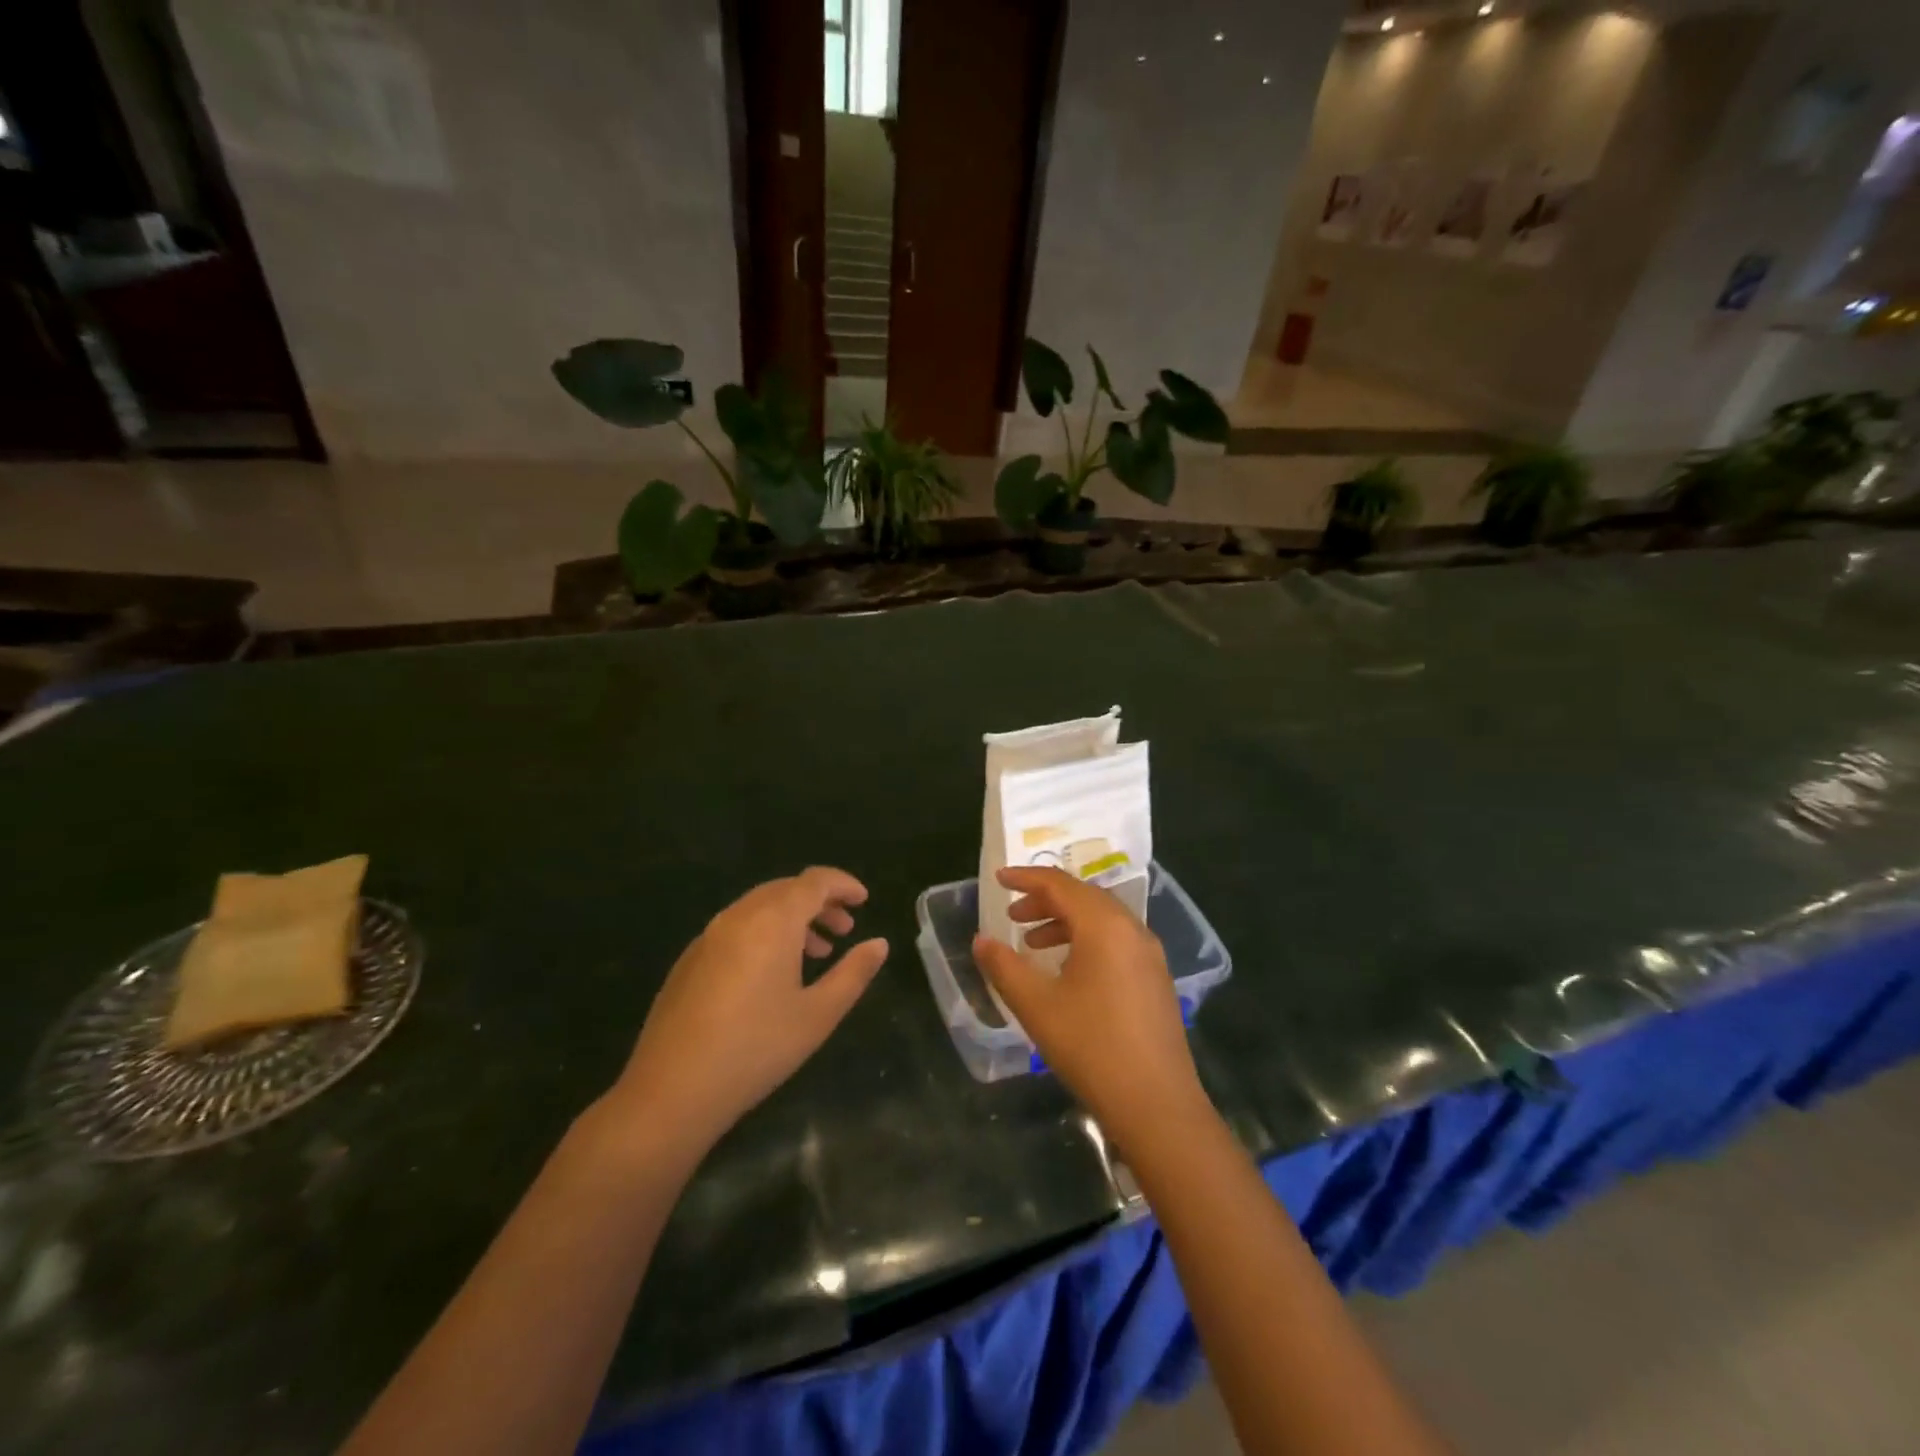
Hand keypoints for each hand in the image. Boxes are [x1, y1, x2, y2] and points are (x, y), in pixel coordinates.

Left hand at [602, 867, 887, 1159]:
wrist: (671, 1091)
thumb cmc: (756, 1049)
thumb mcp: (818, 1014)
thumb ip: (853, 973)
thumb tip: (879, 944)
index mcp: (772, 920)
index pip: (814, 881)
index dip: (843, 884)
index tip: (864, 901)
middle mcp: (739, 916)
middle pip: (786, 889)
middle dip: (820, 902)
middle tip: (846, 929)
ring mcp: (709, 936)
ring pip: (760, 908)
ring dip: (794, 919)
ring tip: (818, 952)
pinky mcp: (690, 959)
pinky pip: (738, 928)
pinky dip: (766, 933)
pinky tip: (773, 974)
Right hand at [973, 867, 1211, 1152]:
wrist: (1157, 1104)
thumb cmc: (1091, 1047)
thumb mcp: (1037, 1005)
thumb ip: (1004, 967)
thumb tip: (981, 940)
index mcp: (1104, 925)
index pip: (1060, 885)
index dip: (1026, 878)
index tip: (998, 879)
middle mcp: (1132, 929)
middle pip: (1084, 897)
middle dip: (1045, 900)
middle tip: (1012, 914)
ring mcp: (1149, 954)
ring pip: (1102, 919)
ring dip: (1064, 921)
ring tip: (1032, 942)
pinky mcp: (1156, 978)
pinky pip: (1116, 940)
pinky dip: (1086, 940)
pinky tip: (1067, 969)